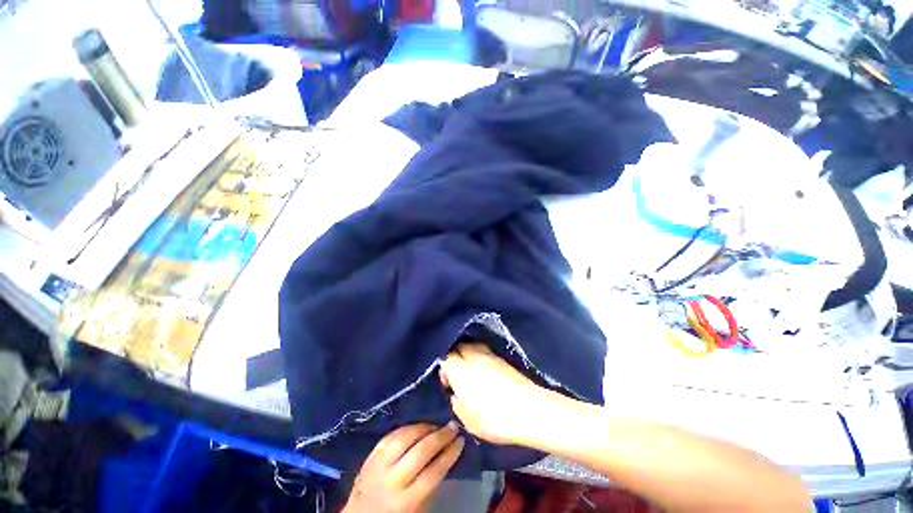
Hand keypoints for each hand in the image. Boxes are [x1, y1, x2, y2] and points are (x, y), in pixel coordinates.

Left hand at [343, 424, 464, 512]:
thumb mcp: (415, 508)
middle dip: (441, 436)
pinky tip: (417, 427)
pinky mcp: (371, 455)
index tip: (461, 441)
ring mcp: (379, 465)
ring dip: (424, 428)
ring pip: (405, 438)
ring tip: (436, 426)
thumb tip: (445, 453)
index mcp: (405, 501)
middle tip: (453, 427)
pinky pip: (391, 435)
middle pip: (420, 451)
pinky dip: (407, 428)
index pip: (433, 472)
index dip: (450, 454)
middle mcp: (392, 480)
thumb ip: (428, 483)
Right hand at [439, 343, 551, 445]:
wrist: (530, 410)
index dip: (443, 368)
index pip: (446, 358)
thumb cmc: (495, 419)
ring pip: (472, 345)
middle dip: (454, 356)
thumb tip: (455, 393)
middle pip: (459, 346)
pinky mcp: (502, 358)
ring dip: (467, 354)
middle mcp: (474, 357)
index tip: (447, 383)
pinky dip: (479, 355)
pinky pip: (484, 350)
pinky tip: (483, 370)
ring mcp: (490, 355)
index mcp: (461, 370)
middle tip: (456, 374)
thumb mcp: (468, 420)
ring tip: (469, 371)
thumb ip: (456, 403)